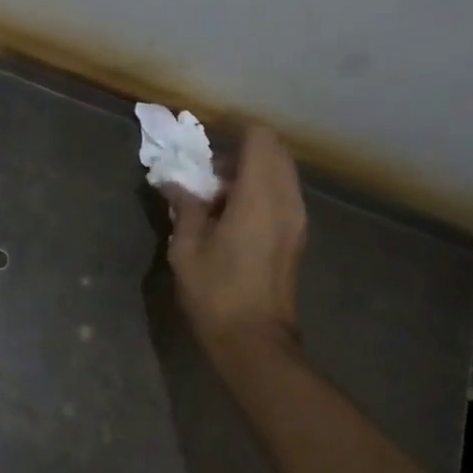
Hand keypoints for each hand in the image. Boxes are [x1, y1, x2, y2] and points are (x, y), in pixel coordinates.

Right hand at [166, 124, 307, 359]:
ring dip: (253, 172)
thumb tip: (175, 184)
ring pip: (282, 173)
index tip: (207, 145)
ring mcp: (297, 219)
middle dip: (243, 150)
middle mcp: (286, 199)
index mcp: (259, 196)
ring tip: (218, 195)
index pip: (260, 138)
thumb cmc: (216, 291)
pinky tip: (233, 215)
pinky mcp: (297, 236)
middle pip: (275, 151)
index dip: (235, 132)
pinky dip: (262, 190)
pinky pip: (283, 194)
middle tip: (209, 171)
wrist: (254, 340)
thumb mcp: (187, 247)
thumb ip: (185, 207)